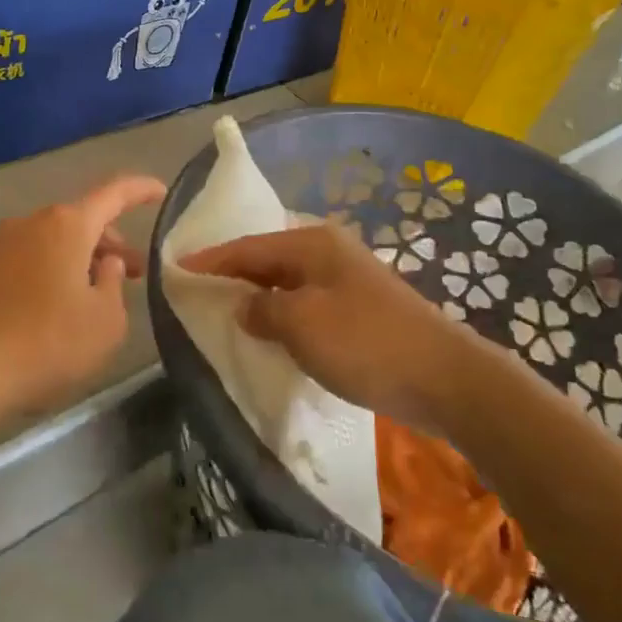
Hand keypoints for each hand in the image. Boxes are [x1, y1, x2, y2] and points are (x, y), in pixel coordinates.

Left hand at [0, 175, 166, 436]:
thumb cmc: (44, 344)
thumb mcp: (104, 322)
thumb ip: (113, 284)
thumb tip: (104, 262)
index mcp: (67, 224)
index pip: (114, 192)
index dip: (142, 190)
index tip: (163, 193)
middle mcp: (31, 222)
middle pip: (83, 219)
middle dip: (112, 241)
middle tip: (134, 273)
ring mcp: (0, 244)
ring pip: (55, 240)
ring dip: (82, 259)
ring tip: (97, 295)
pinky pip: (30, 258)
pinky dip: (53, 271)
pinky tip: (58, 308)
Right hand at [183, 224, 471, 430]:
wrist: (445, 377)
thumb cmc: (365, 343)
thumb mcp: (301, 325)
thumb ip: (262, 310)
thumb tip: (243, 306)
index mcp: (312, 244)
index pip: (247, 247)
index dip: (210, 259)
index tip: (176, 267)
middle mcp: (329, 251)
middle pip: (268, 259)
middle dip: (233, 274)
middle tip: (198, 289)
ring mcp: (348, 278)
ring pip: (288, 282)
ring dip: (259, 296)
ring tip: (227, 310)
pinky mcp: (361, 307)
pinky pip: (308, 302)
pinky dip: (284, 313)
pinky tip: (274, 331)